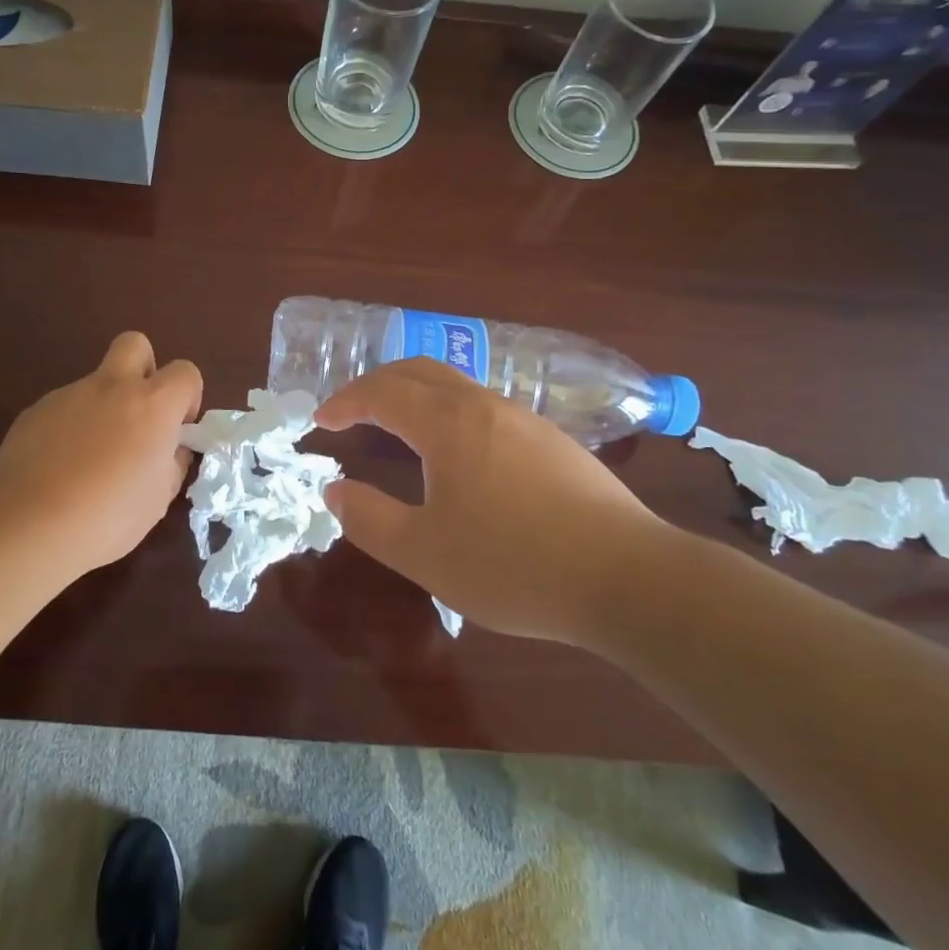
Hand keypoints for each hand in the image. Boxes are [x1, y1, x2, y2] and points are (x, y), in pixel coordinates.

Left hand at [0, 332, 202, 577]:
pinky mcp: (34, 411)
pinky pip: (64, 408)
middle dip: (144, 369)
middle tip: (139, 414)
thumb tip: (170, 449)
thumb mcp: (158, 499)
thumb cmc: (108, 516)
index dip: (188, 396)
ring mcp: (68, 395)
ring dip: (103, 407)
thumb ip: (171, 463)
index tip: (177, 429)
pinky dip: (70, 428)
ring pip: (95, 383)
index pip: (185, 372)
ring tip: (91, 459)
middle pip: (135, 344)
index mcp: (151, 404)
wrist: (28, 526)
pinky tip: (60, 468)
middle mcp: (111, 387)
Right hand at [316, 359, 675, 643]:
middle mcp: (484, 406)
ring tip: (397, 427)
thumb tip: (335, 491)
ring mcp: (524, 420)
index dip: (345, 401)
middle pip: (419, 371)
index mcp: (448, 424)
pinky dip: (449, 412)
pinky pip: (485, 407)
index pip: (382, 392)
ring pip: (457, 386)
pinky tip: (458, 453)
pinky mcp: (553, 442)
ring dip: (416, 395)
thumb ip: (369, 519)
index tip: (320, 421)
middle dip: (377, 383)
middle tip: (351, 410)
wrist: (628, 578)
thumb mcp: (424, 554)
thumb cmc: (513, 564)